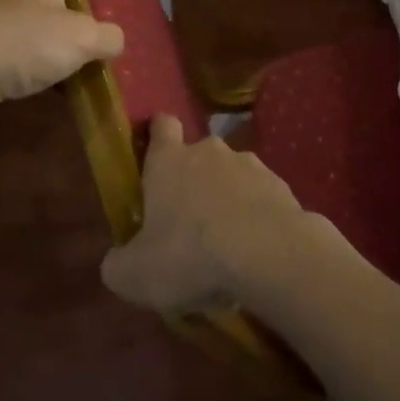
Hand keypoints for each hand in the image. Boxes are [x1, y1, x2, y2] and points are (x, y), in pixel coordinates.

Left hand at [0, 0, 123, 121]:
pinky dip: (15, 74)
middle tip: (72, 28)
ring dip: (31, 45)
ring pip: (12, 30)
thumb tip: (115, 39)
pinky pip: (0, 63)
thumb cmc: (27, 39)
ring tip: (60, 67)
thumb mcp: (82, 38)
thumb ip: (104, 37)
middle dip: (44, 8)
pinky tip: (34, 91)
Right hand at [100, 114, 319, 312]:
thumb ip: (119, 265)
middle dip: (194, 182)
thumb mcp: (136, 274)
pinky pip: (262, 200)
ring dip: (228, 201)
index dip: (158, 134)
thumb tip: (117, 262)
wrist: (269, 254)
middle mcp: (209, 152)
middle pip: (198, 156)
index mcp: (169, 161)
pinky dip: (257, 219)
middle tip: (189, 224)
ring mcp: (251, 165)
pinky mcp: (282, 187)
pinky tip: (256, 254)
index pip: (162, 126)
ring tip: (227, 245)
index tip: (156, 152)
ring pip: (233, 177)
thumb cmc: (190, 255)